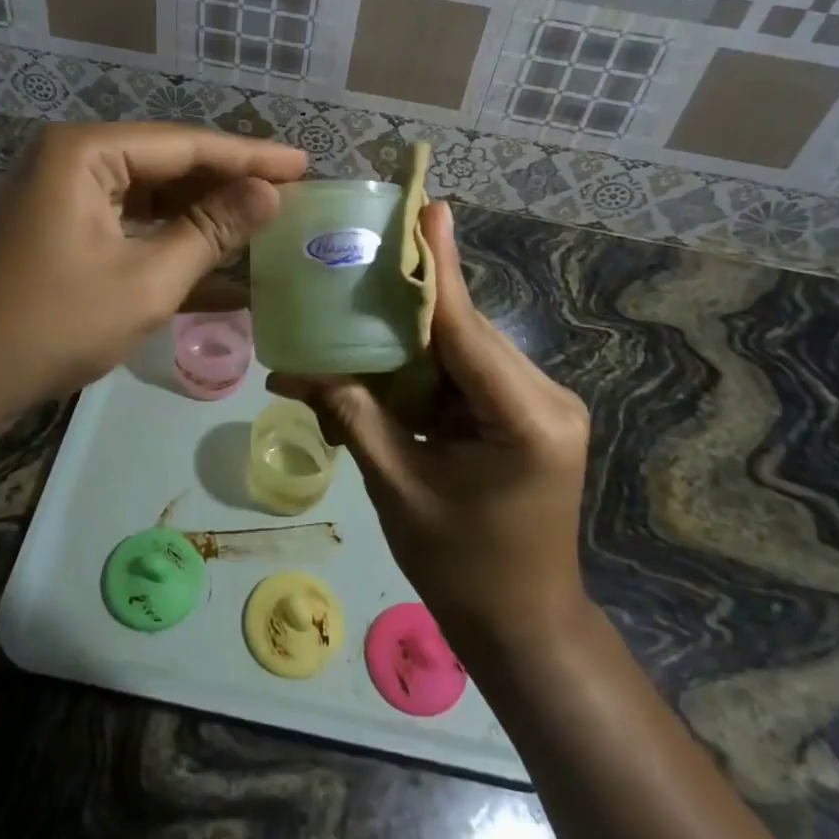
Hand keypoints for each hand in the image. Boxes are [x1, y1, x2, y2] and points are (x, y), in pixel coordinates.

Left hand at [0, 122, 304, 452]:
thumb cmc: (49, 324)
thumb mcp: (145, 280)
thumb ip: (210, 231)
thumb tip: (269, 194)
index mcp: (88, 152)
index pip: (188, 144)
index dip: (251, 156)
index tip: (305, 165)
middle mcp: (73, 158)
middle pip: (169, 163)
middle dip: (228, 184)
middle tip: (290, 197)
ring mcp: (62, 193)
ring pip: (151, 195)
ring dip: (202, 215)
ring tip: (262, 225)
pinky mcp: (59, 227)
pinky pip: (128, 222)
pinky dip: (168, 240)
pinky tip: (215, 260)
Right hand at [269, 201, 592, 653]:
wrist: (524, 629)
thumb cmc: (464, 571)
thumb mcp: (400, 489)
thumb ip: (352, 416)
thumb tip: (292, 368)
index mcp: (527, 419)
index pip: (466, 329)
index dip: (438, 268)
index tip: (428, 208)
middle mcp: (546, 398)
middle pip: (464, 331)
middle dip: (409, 302)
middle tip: (361, 258)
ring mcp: (540, 404)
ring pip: (463, 348)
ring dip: (412, 339)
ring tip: (358, 310)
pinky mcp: (526, 413)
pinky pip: (467, 373)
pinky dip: (425, 369)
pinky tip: (384, 362)